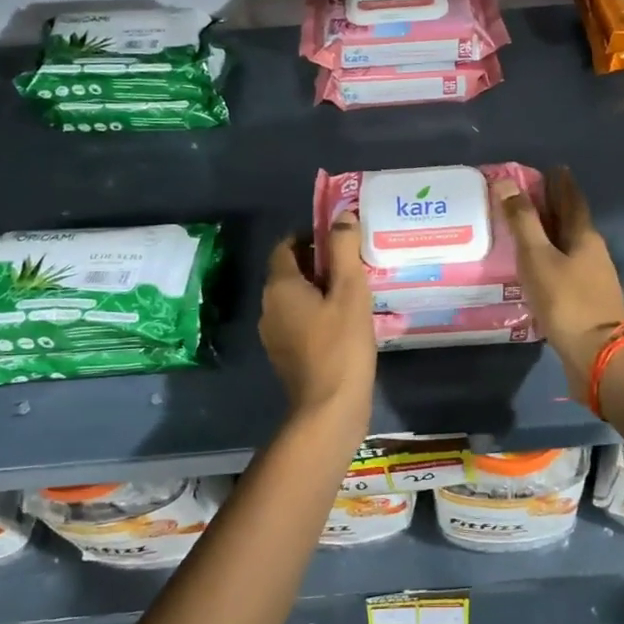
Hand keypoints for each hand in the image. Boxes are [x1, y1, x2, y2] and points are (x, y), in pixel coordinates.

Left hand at [260, 211, 375, 426]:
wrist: (329, 409)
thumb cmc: (341, 345)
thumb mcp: (350, 291)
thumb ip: (344, 249)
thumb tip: (342, 215)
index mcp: (280, 287)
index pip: (286, 246)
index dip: (310, 236)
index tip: (340, 240)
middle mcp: (269, 307)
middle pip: (290, 272)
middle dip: (319, 263)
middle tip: (354, 264)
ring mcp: (274, 335)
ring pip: (295, 299)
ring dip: (320, 290)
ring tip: (354, 292)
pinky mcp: (285, 356)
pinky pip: (299, 322)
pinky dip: (318, 314)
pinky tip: (345, 323)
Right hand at [494, 167, 623, 400]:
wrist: (596, 354)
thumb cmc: (566, 300)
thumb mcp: (538, 257)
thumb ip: (522, 221)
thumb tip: (507, 183)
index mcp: (584, 236)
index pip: (572, 200)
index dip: (560, 183)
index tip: (551, 168)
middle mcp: (592, 253)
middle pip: (572, 222)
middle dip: (554, 206)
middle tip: (531, 194)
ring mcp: (591, 278)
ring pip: (568, 246)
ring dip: (551, 234)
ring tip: (527, 228)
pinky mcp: (584, 301)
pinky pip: (564, 269)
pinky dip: (550, 259)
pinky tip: (535, 268)